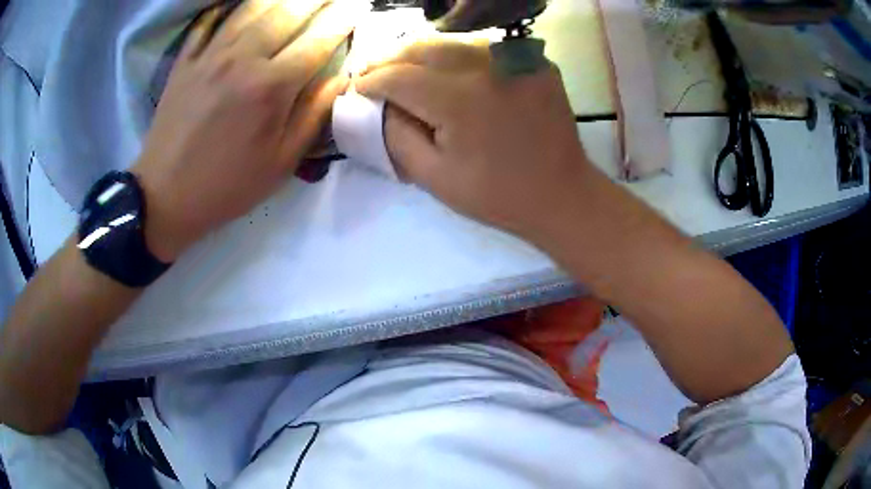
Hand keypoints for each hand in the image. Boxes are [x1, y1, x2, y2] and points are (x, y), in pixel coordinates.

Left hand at [134, 0, 360, 261]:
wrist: (165, 196)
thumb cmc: (227, 185)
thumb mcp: (281, 162)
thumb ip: (315, 113)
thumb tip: (342, 76)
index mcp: (271, 86)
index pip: (319, 38)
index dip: (344, 17)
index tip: (359, 5)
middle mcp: (242, 58)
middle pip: (289, 10)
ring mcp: (209, 54)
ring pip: (252, 6)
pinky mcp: (186, 60)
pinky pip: (209, 20)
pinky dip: (227, 6)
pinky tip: (239, 4)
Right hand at [356, 41, 588, 238]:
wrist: (562, 194)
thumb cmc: (497, 195)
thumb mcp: (434, 177)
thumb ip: (397, 135)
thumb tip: (381, 104)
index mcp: (460, 101)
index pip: (399, 77)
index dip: (372, 81)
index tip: (358, 87)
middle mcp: (487, 68)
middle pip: (423, 48)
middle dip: (391, 58)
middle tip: (373, 70)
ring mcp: (516, 59)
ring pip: (453, 41)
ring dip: (422, 52)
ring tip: (404, 66)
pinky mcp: (535, 61)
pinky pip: (485, 48)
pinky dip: (459, 55)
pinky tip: (448, 69)